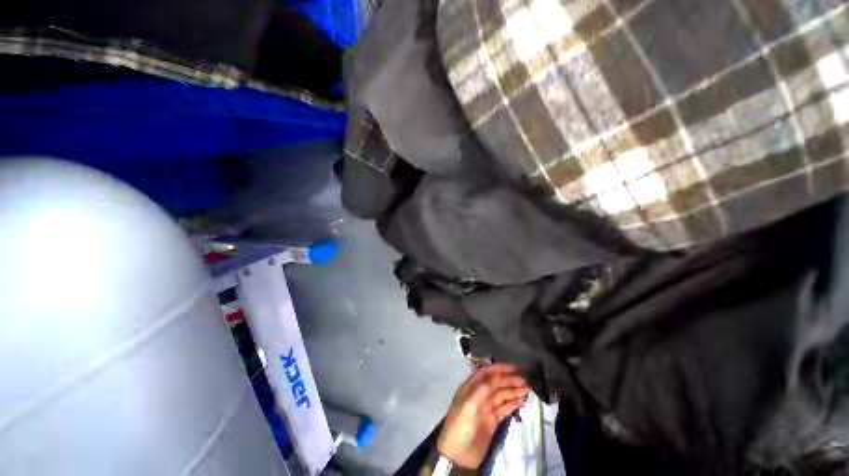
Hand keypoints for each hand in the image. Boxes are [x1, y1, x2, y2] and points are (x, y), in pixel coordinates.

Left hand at [437, 363, 529, 468]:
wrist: (457, 455)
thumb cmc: (459, 426)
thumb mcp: (468, 405)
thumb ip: (482, 390)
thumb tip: (497, 377)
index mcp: (470, 388)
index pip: (485, 373)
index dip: (498, 368)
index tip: (512, 368)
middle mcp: (478, 395)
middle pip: (495, 384)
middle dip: (508, 380)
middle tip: (524, 380)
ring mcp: (486, 408)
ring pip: (501, 395)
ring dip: (513, 391)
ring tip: (527, 389)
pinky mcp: (492, 421)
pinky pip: (504, 408)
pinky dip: (513, 403)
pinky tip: (521, 400)